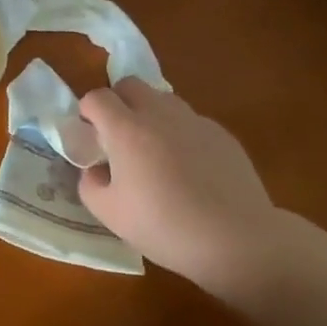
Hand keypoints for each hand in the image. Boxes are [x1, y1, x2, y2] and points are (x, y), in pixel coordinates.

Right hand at [77, 79, 282, 295]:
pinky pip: (191, 121)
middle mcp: (159, 114)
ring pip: (163, 99)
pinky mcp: (222, 134)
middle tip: (119, 136)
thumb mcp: (111, 214)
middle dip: (118, 101)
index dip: (88, 112)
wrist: (238, 241)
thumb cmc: (166, 227)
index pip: (97, 97)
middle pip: (130, 84)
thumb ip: (90, 184)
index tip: (90, 135)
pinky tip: (190, 169)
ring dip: (150, 113)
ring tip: (155, 150)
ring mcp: (194, 121)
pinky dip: (181, 133)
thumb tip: (94, 169)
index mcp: (126, 129)